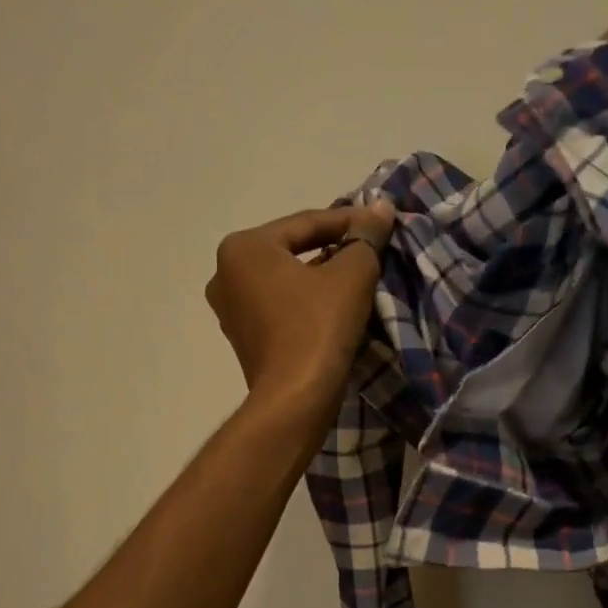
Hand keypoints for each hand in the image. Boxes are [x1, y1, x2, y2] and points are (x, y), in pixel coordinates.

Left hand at [206, 199, 395, 425]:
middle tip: (369, 249)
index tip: (382, 222)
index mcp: (243, 247)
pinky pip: (280, 308)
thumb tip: (381, 208)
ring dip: (321, 278)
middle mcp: (225, 274)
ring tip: (358, 278)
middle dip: (332, 249)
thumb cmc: (318, 327)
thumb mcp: (351, 274)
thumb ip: (365, 237)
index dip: (349, 221)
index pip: (306, 223)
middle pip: (292, 251)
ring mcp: (230, 310)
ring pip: (286, 281)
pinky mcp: (243, 340)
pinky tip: (334, 308)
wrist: (295, 399)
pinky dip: (306, 303)